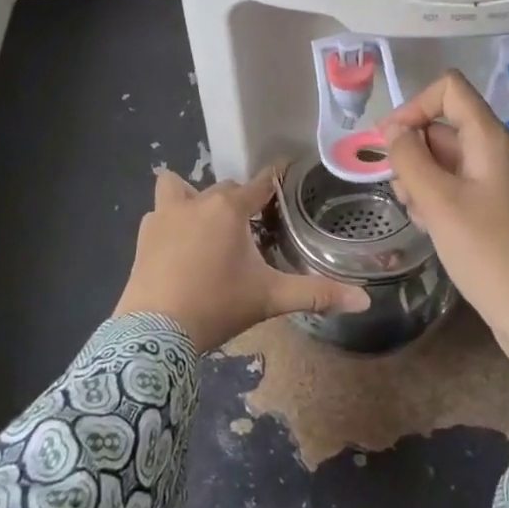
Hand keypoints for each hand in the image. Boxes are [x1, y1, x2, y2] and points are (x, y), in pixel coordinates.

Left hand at [115, 168, 371, 352]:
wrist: (154, 333)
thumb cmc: (216, 306)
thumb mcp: (269, 299)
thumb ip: (316, 295)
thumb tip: (364, 300)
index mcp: (230, 209)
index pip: (259, 184)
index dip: (273, 180)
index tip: (283, 174)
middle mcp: (198, 201)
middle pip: (224, 188)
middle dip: (238, 201)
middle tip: (250, 227)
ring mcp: (165, 215)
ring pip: (180, 187)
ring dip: (193, 197)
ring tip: (205, 224)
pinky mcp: (144, 234)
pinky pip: (159, 212)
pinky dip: (169, 220)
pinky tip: (176, 244)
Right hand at [380, 71, 508, 367]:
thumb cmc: (488, 252)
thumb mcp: (439, 203)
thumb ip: (409, 158)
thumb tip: (392, 128)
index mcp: (488, 138)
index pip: (448, 88)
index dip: (414, 105)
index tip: (389, 141)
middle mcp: (491, 150)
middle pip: (439, 125)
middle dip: (411, 151)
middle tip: (402, 190)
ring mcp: (490, 179)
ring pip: (440, 157)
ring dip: (418, 179)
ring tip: (418, 214)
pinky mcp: (487, 206)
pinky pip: (450, 184)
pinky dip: (432, 198)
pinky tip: (428, 227)